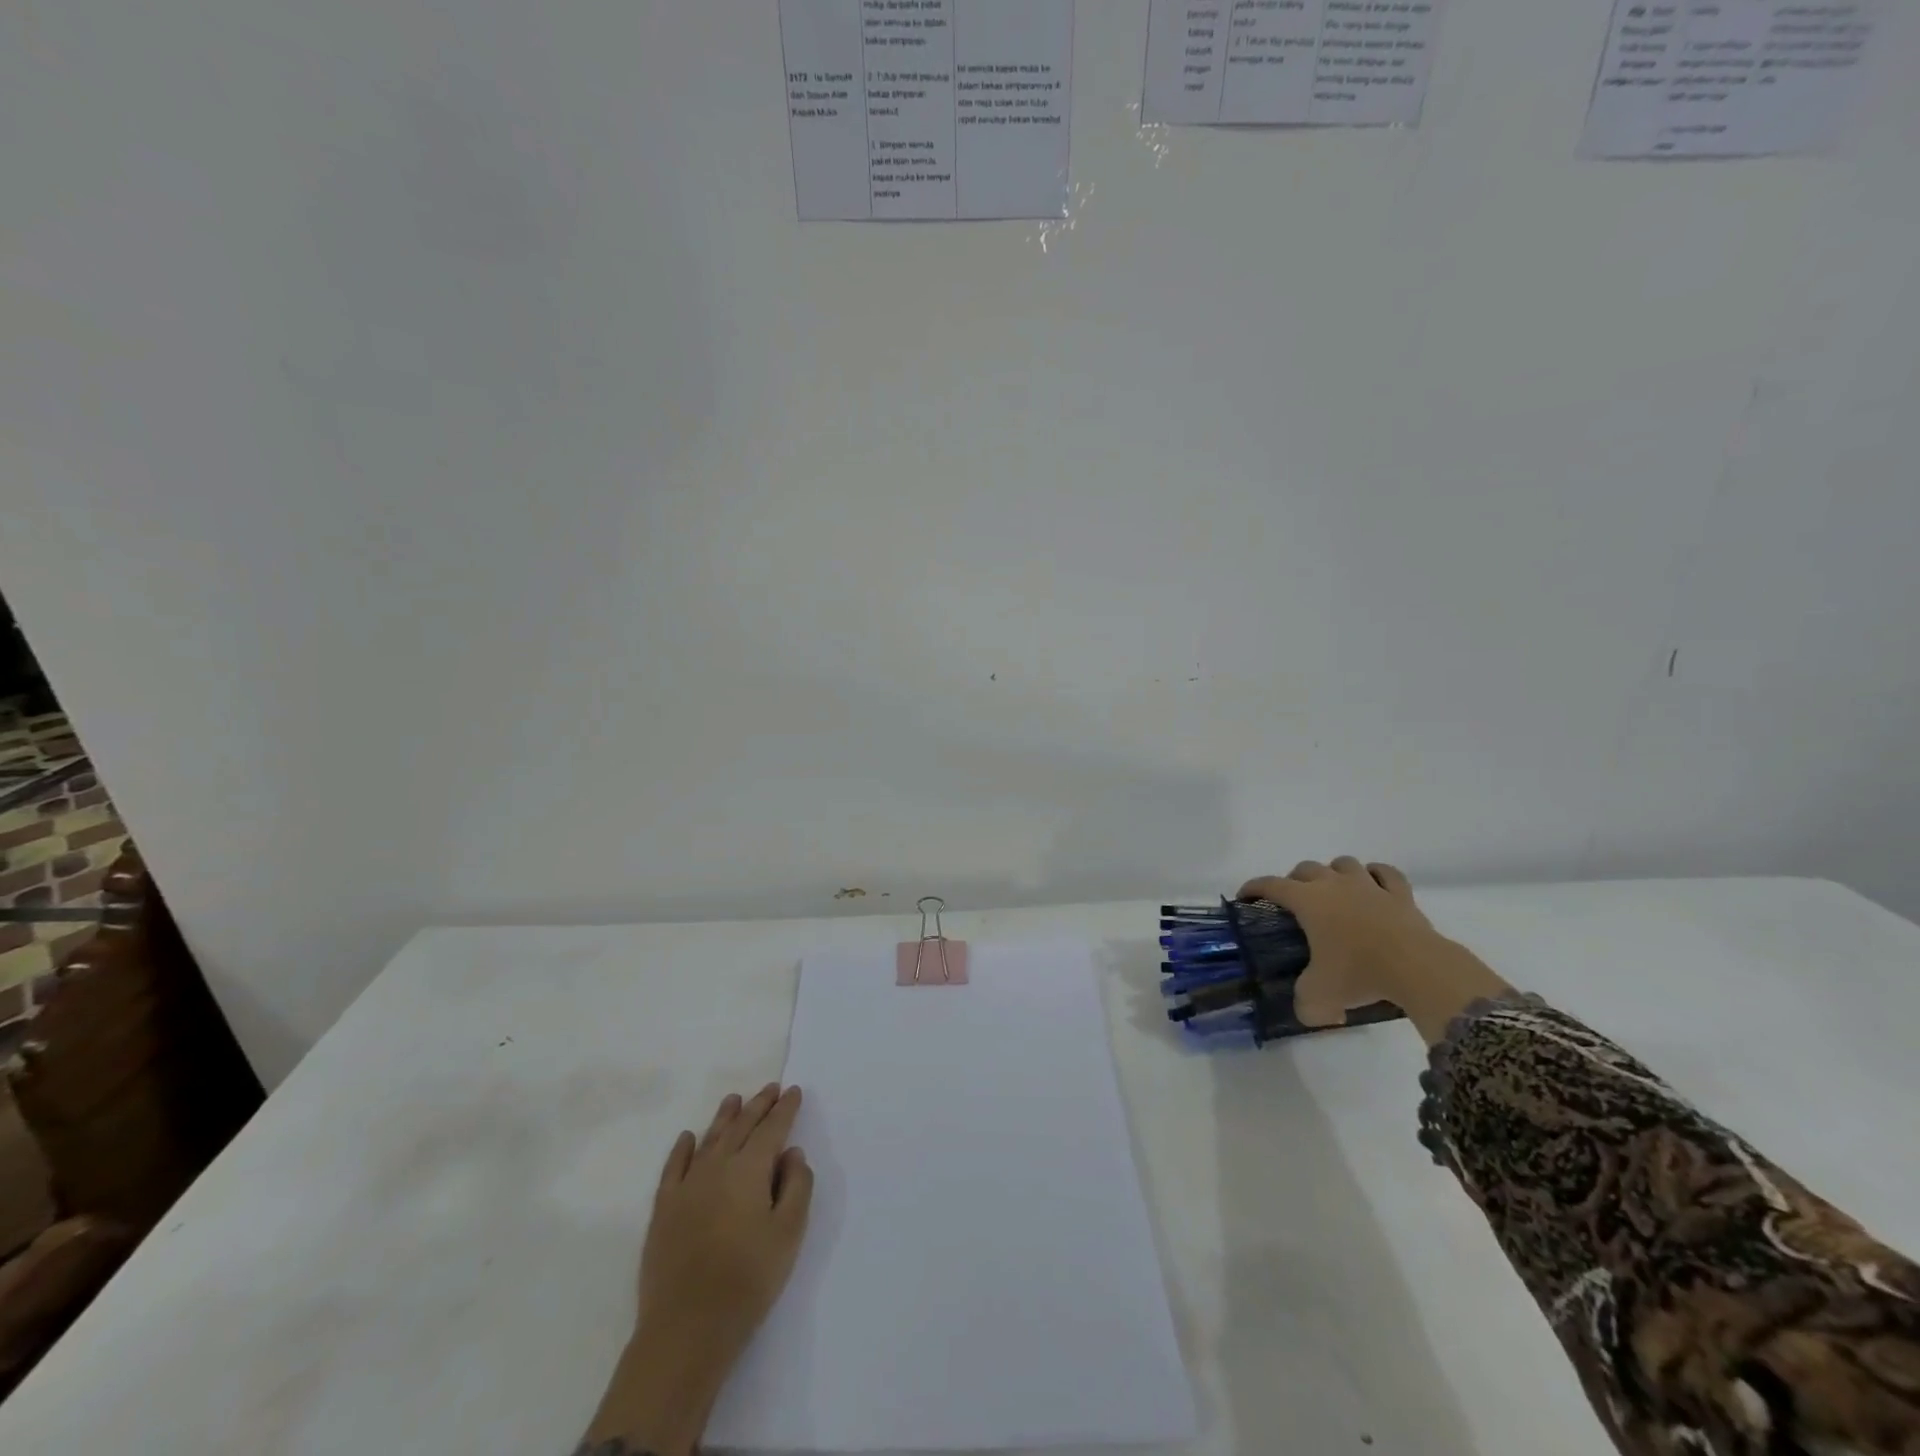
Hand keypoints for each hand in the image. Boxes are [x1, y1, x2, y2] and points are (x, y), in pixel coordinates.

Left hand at [639, 1083, 813, 1363]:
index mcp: (750, 1169)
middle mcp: (718, 1166)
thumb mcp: (789, 1234)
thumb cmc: (748, 1280)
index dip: (785, 1109)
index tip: (794, 1091)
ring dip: (725, 1117)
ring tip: (734, 1100)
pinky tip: (688, 1137)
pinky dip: (682, 1148)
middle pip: (741, 1127)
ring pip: (709, 1139)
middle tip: (771, 1089)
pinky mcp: (664, 1210)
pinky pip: (674, 1167)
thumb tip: (791, 1154)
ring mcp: (686, 1186)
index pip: (772, 1129)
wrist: (686, 1329)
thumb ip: (796, 1187)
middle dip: (758, 1105)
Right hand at [1239, 858, 1436, 1026]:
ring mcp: (1369, 886)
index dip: (1253, 888)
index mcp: (1307, 901)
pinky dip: (1376, 875)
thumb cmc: (1359, 973)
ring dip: (1333, 873)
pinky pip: (1385, 873)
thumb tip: (1307, 1011)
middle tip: (1294, 902)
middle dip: (1294, 880)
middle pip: (1306, 868)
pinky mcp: (1400, 894)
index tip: (1245, 896)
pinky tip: (1374, 885)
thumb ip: (1305, 1003)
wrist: (1416, 968)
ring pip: (1343, 863)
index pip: (1271, 885)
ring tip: (1333, 891)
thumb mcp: (1320, 997)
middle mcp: (1334, 885)